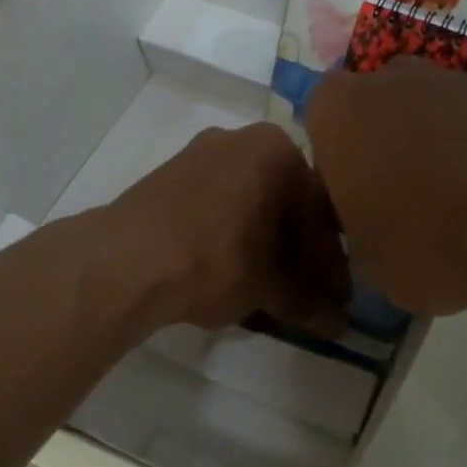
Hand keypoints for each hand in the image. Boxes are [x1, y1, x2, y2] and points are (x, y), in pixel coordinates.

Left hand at [101, 123, 350, 333]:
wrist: (126, 260)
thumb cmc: (217, 259)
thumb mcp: (271, 286)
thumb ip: (308, 302)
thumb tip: (340, 325)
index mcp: (278, 149)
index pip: (321, 212)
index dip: (332, 263)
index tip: (339, 298)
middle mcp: (240, 140)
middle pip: (285, 206)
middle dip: (299, 255)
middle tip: (310, 296)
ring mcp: (198, 156)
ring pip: (249, 208)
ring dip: (266, 249)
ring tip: (273, 292)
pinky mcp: (167, 180)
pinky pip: (216, 210)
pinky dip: (233, 240)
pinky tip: (235, 275)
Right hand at [305, 58, 466, 315]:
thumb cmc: (424, 241)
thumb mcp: (366, 260)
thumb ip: (358, 228)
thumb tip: (376, 226)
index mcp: (339, 113)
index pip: (321, 126)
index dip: (338, 166)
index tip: (357, 203)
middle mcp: (392, 80)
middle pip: (377, 109)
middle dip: (385, 145)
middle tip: (403, 200)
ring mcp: (456, 79)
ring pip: (431, 109)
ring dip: (436, 144)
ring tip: (460, 202)